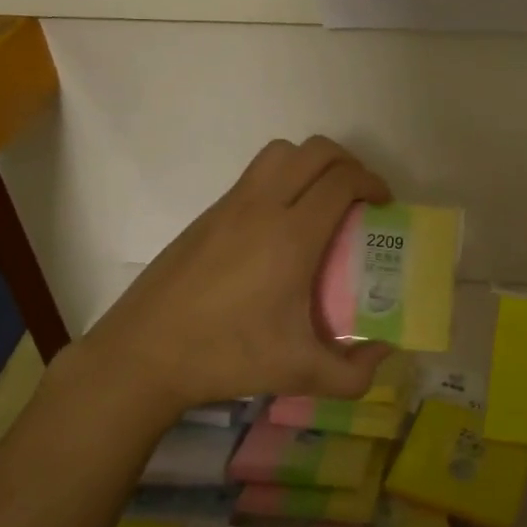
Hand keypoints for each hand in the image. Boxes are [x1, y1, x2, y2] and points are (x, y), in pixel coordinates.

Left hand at [56, 136, 394, 414]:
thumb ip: (352, 374)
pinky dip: (281, 179)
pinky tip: (279, 227)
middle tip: (359, 197)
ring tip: (321, 200)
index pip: (341, 181)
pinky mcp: (207, 215)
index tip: (384, 203)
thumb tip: (382, 354)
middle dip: (348, 163)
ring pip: (279, 153)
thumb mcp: (298, 374)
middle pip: (315, 152)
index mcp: (290, 236)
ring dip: (310, 163)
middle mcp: (262, 207)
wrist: (142, 354)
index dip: (372, 182)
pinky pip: (254, 176)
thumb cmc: (225, 357)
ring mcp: (229, 206)